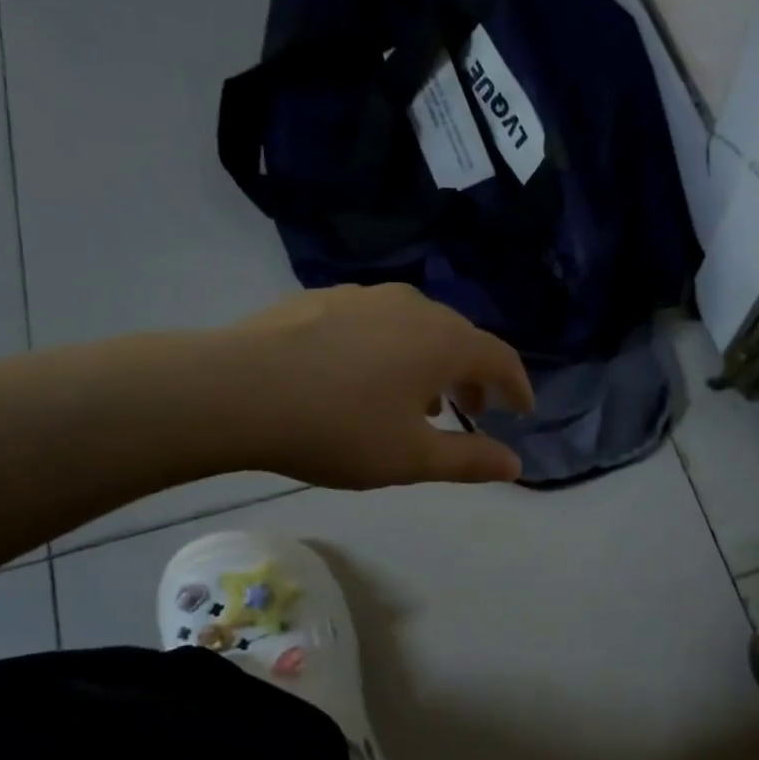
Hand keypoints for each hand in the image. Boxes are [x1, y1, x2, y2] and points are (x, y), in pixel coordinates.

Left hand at [223, 284, 535, 489]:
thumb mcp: (411, 458)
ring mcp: (364, 296)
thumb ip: (469, 460)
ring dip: (431, 362)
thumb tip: (514, 463)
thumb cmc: (337, 428)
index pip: (500, 358)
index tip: (522, 411)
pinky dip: (390, 348)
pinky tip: (364, 376)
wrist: (236, 391)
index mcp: (443, 340)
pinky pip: (376, 322)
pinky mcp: (323, 298)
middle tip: (473, 410)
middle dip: (474, 375)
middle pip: (460, 338)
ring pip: (416, 327)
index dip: (518, 386)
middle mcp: (413, 306)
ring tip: (419, 399)